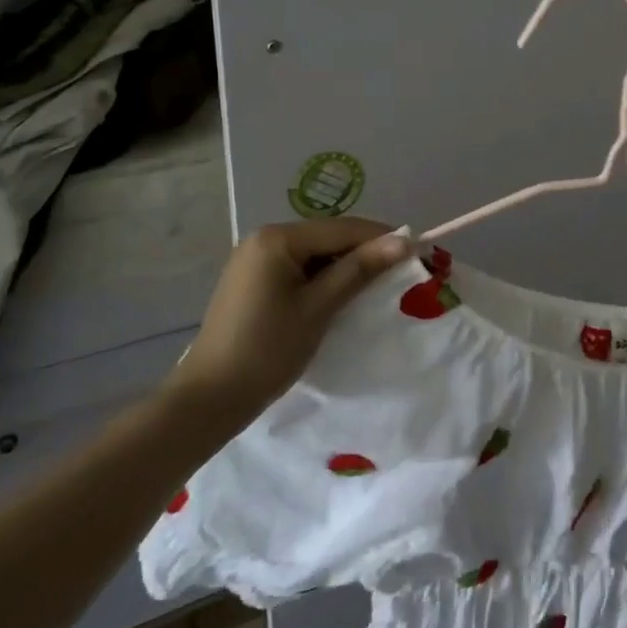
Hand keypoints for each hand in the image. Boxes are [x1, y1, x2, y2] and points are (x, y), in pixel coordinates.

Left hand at [165, 218, 410, 420]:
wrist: (209, 399)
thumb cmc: (267, 350)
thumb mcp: (319, 307)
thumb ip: (360, 269)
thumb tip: (403, 241)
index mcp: (277, 238)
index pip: (342, 228)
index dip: (381, 238)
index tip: (416, 251)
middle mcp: (264, 238)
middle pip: (328, 237)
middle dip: (364, 252)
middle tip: (400, 272)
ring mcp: (255, 259)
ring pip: (314, 253)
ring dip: (345, 266)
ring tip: (377, 285)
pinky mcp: (252, 280)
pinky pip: (298, 268)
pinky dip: (322, 278)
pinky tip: (341, 296)